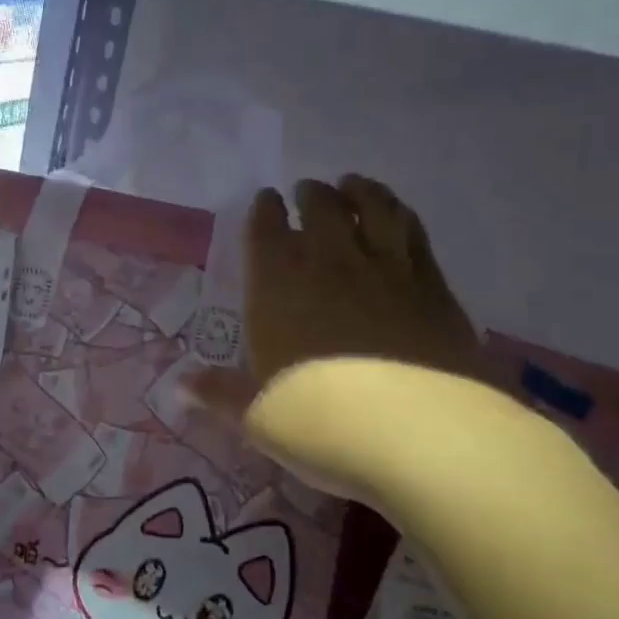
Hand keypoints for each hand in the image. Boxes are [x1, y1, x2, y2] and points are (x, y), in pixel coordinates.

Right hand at [186, 176, 483, 480]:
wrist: (422, 434)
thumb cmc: (322, 423)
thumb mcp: (258, 417)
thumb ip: (220, 394)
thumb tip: (182, 385)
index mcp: (279, 288)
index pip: (267, 232)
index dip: (264, 211)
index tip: (265, 199)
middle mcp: (333, 265)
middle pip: (322, 209)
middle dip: (311, 195)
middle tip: (308, 190)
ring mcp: (389, 271)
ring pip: (375, 209)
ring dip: (361, 191)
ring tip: (353, 185)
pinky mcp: (436, 288)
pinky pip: (415, 235)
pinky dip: (402, 217)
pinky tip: (400, 220)